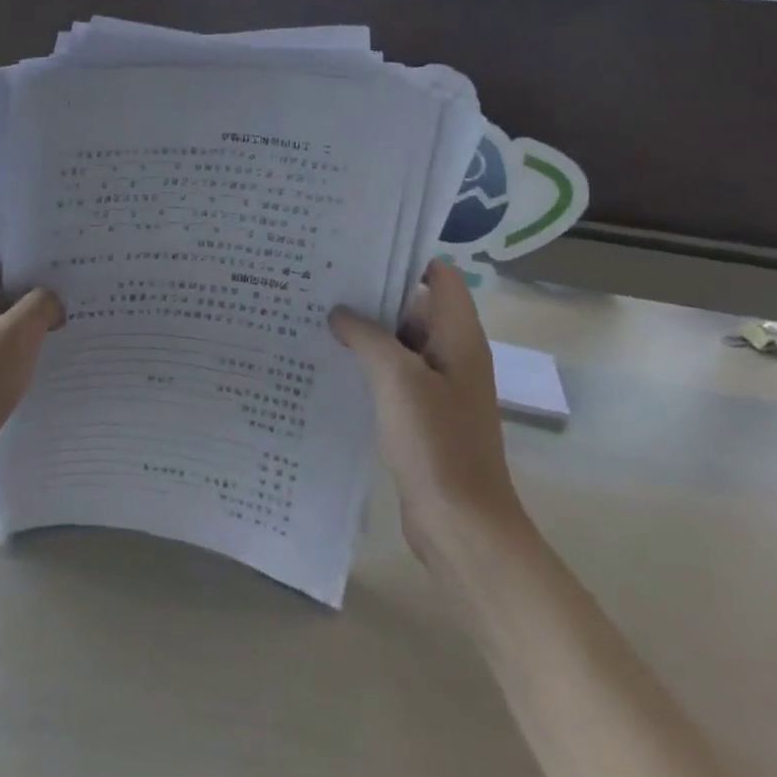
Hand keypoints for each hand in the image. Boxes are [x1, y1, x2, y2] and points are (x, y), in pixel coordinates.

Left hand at [0, 252, 62, 515]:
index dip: (28, 246)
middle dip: (41, 285)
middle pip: (5, 289)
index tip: (67, 247)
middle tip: (86, 283)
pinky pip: (8, 355)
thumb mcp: (13, 337)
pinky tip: (60, 359)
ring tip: (82, 318)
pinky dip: (30, 353)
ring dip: (39, 322)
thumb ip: (39, 306)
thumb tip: (53, 301)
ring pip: (9, 324)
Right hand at [330, 261, 530, 562]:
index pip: (440, 277)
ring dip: (365, 332)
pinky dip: (367, 365)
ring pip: (399, 344)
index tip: (357, 251)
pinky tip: (329, 362)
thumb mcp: (396, 379)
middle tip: (321, 282)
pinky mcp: (422, 415)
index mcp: (459, 338)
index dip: (404, 259)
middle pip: (413, 307)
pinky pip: (393, 376)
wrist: (461, 524)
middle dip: (372, 295)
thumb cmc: (436, 443)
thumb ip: (367, 336)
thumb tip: (340, 312)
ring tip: (315, 316)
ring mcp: (438, 387)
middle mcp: (453, 355)